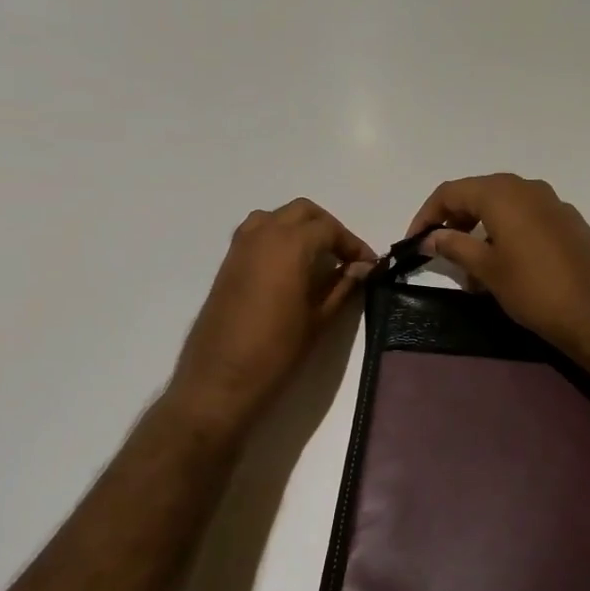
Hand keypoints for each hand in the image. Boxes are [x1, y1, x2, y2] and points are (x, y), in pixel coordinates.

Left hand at [168, 199, 376, 432]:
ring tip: (318, 258)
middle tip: (345, 257)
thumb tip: (362, 267)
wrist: (220, 379)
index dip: (353, 244)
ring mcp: (240, 246)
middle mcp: (263, 234)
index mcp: (290, 245)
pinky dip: (278, 238)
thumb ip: (342, 286)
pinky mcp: (227, 262)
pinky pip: (257, 233)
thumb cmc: (277, 352)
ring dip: (300, 228)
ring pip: (276, 217)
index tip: (369, 264)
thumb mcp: (319, 320)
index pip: (329, 229)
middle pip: (302, 212)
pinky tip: (289, 268)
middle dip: (327, 228)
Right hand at [407, 174, 589, 357]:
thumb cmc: (535, 289)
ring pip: (505, 208)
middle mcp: (528, 188)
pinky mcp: (570, 224)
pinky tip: (506, 268)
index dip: (427, 214)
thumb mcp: (487, 269)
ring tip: (472, 269)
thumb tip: (432, 236)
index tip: (414, 241)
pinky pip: (527, 220)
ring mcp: (554, 204)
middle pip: (479, 195)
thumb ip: (455, 246)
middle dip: (455, 221)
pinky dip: (507, 235)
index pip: (451, 191)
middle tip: (440, 252)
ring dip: (481, 231)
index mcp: (503, 193)